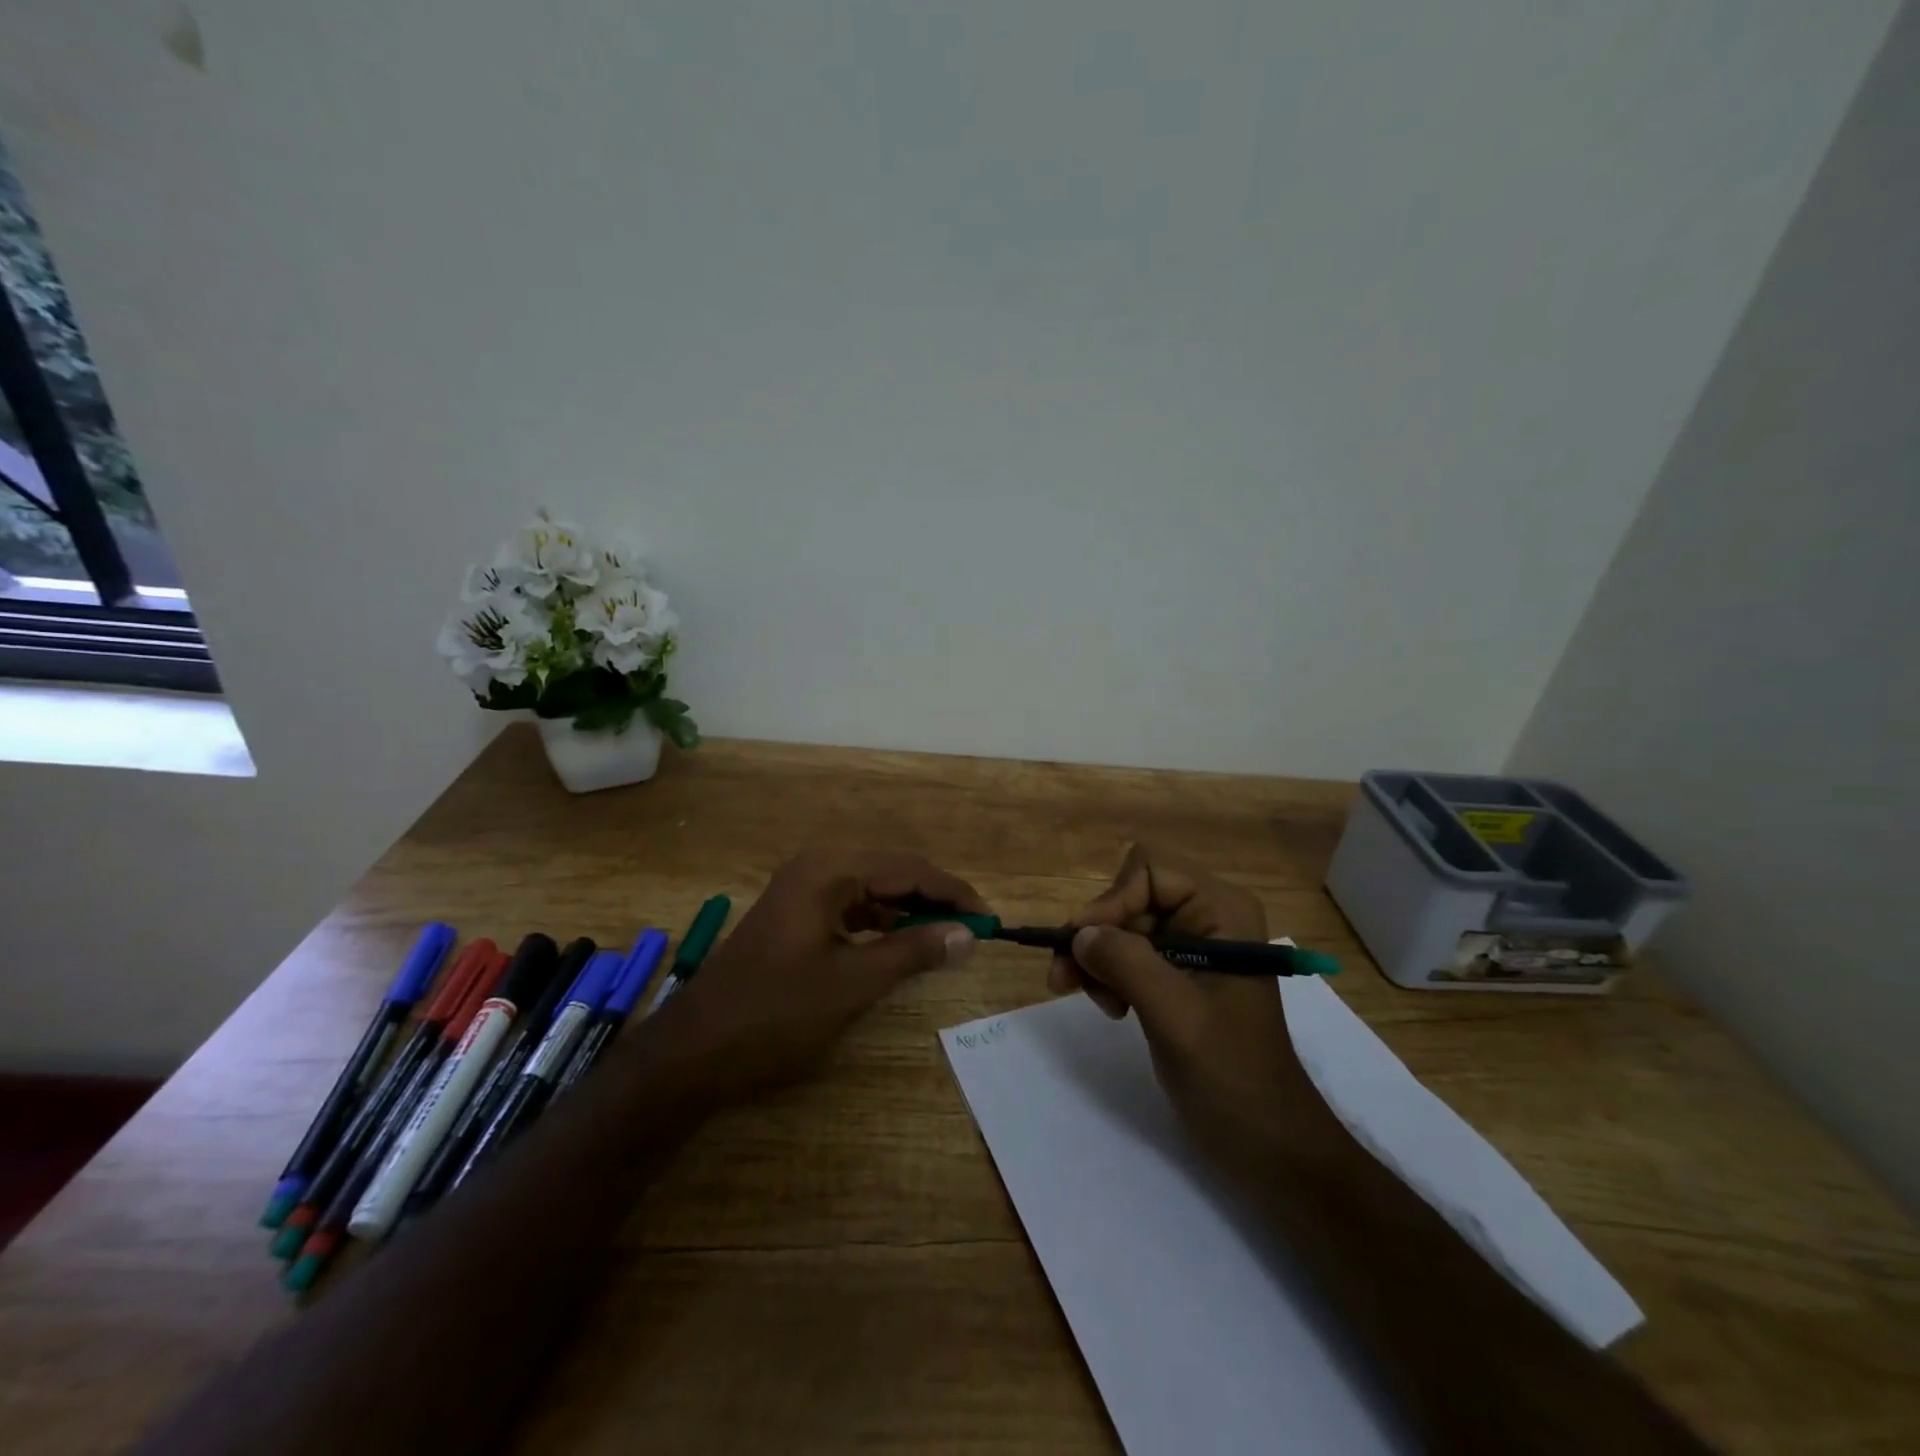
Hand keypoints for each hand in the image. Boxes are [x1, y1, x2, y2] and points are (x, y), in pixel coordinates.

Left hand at [634, 848, 986, 1106]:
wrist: (693, 1052)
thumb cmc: (775, 1013)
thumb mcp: (852, 983)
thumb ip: (913, 952)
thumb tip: (968, 934)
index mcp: (828, 870)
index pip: (908, 868)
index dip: (952, 893)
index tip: (990, 919)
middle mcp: (816, 868)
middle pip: (892, 873)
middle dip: (934, 900)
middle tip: (974, 930)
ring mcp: (802, 891)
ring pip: (873, 891)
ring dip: (910, 912)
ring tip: (948, 937)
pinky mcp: (796, 916)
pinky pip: (852, 909)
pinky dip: (882, 924)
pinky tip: (903, 944)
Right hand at [1049, 843, 1337, 1166]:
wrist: (1269, 1144)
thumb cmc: (1232, 1076)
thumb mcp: (1177, 1017)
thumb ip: (1127, 964)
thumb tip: (1078, 934)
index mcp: (1222, 910)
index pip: (1149, 871)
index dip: (1111, 902)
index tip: (1082, 946)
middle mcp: (1207, 916)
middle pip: (1130, 896)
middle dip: (1098, 935)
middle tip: (1066, 979)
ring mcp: (1193, 945)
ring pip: (1121, 926)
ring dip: (1098, 959)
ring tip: (1097, 1002)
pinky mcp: (1178, 975)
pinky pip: (1127, 954)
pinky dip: (1109, 975)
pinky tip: (1113, 1009)